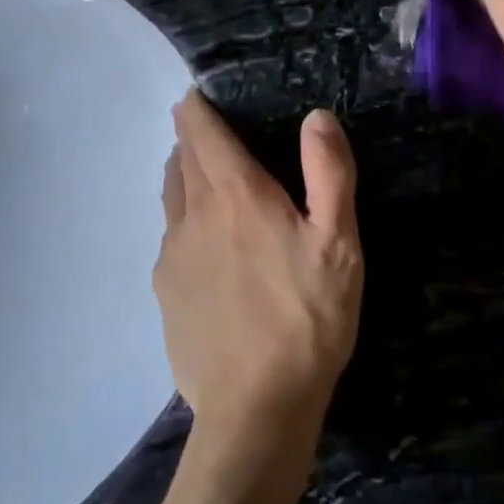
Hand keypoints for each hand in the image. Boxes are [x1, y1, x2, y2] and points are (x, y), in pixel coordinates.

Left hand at [155, 93, 361, 450]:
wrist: (256, 408)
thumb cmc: (307, 319)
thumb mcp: (339, 244)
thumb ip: (329, 174)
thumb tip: (316, 116)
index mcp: (236, 194)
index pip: (200, 131)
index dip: (195, 107)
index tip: (196, 95)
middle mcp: (194, 213)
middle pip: (181, 159)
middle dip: (190, 137)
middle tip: (206, 130)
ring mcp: (172, 254)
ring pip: (170, 195)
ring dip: (182, 174)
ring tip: (200, 174)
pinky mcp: (164, 290)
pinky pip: (169, 237)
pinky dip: (182, 220)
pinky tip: (203, 243)